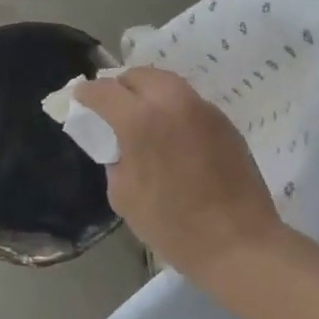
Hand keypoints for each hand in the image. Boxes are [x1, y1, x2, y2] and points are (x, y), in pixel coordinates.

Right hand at [76, 68, 283, 284]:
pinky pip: (189, 102)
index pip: (103, 90)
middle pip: (138, 75)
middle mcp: (172, 102)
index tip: (80, 101)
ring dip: (148, 92)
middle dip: (120, 86)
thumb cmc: (173, 226)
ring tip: (142, 116)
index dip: (86, 94)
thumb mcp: (123, 195)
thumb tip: (119, 145)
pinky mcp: (224, 122)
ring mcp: (203, 109)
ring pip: (167, 83)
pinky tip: (172, 134)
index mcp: (140, 120)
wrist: (239, 244)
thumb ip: (115, 159)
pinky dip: (172, 108)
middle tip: (112, 108)